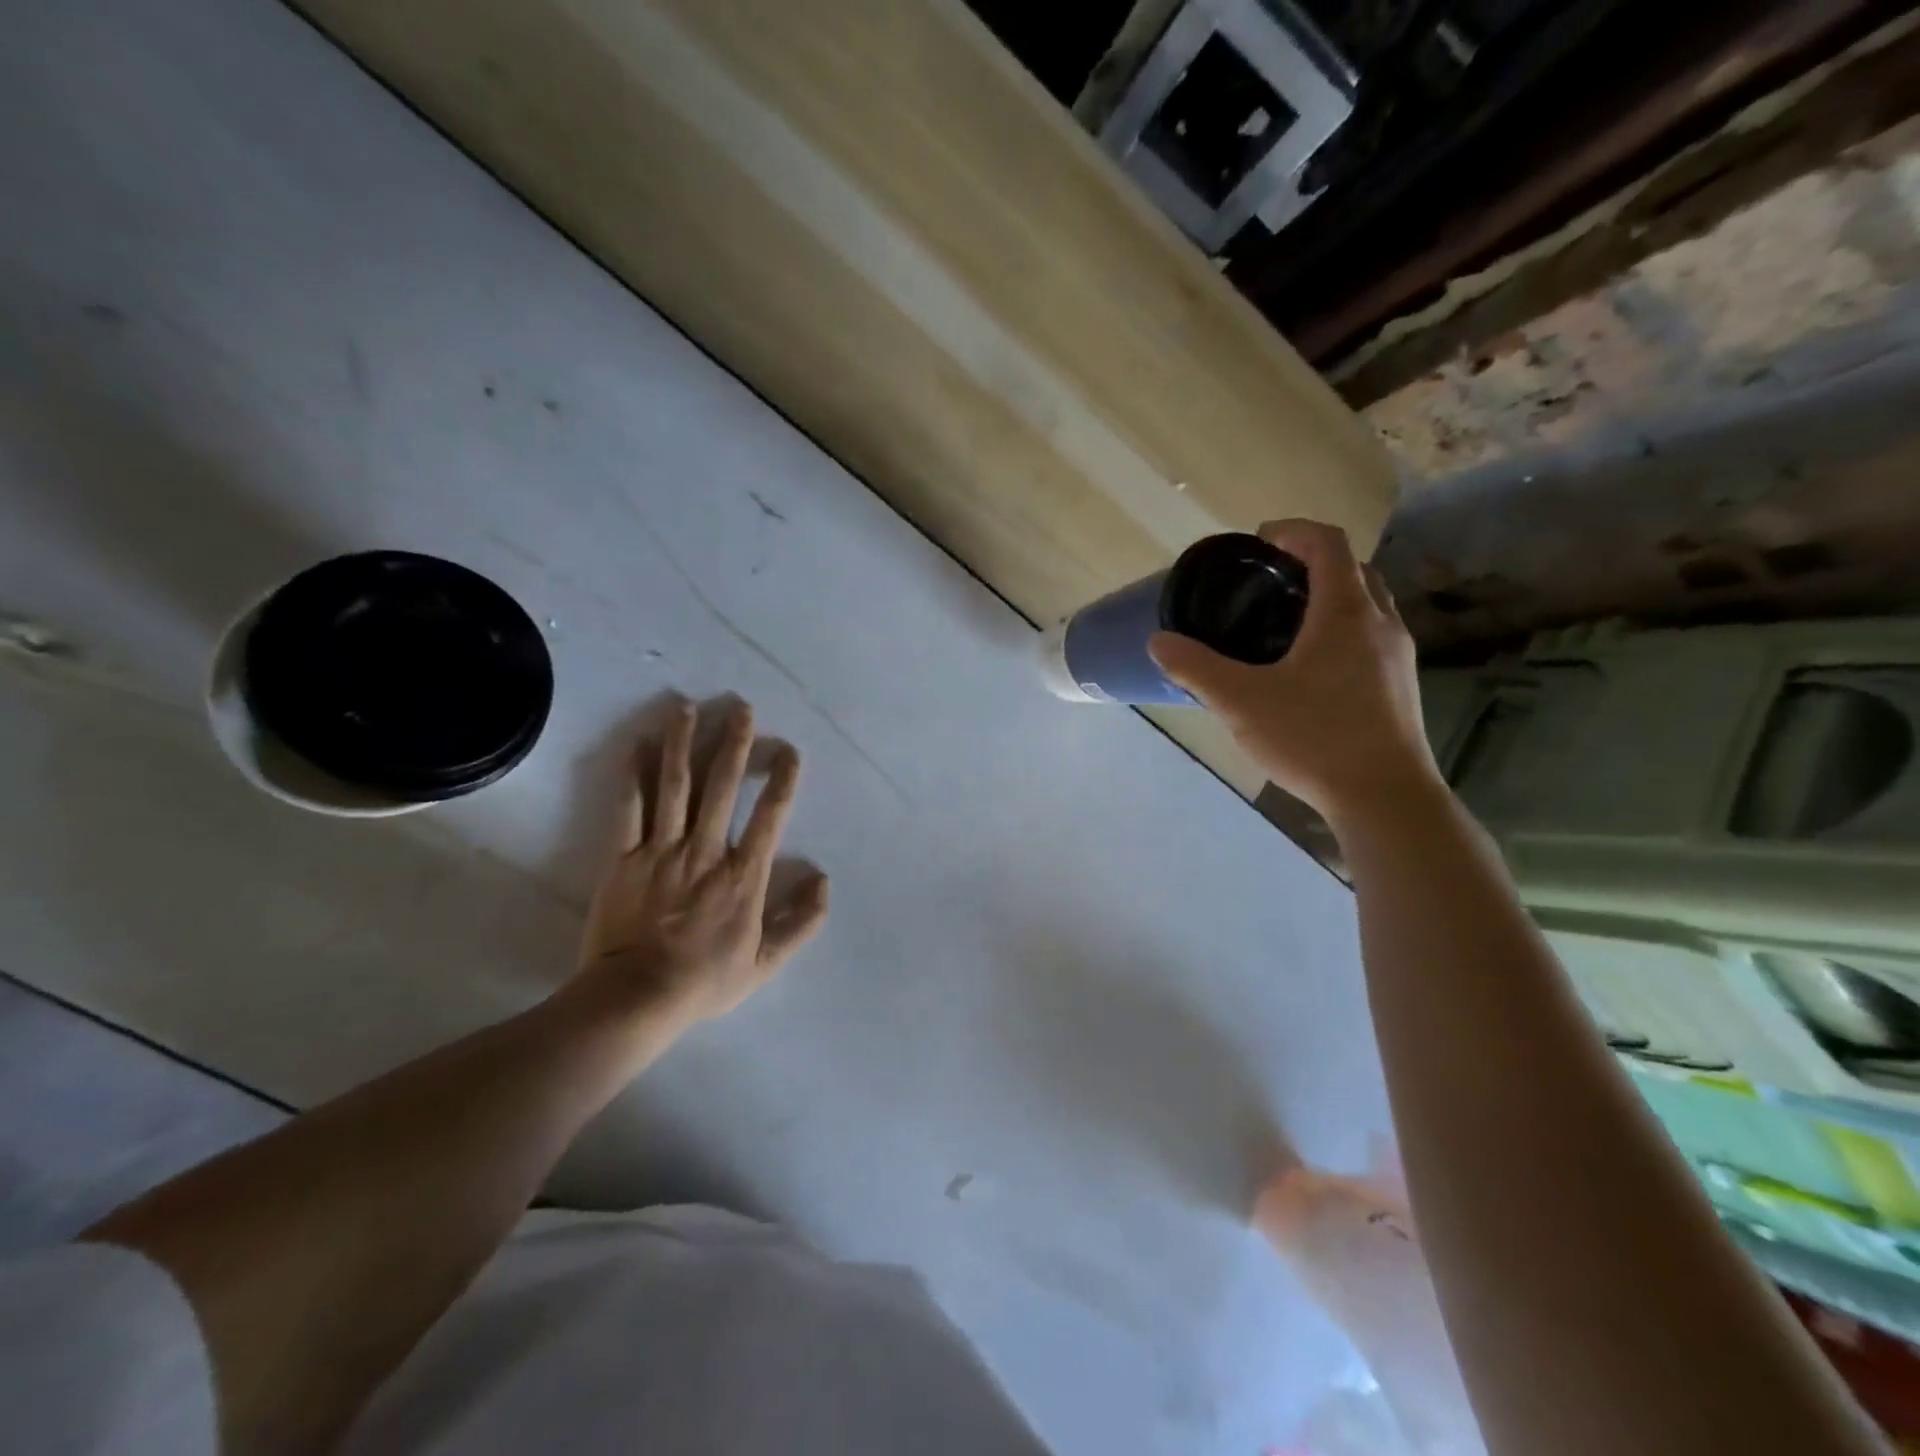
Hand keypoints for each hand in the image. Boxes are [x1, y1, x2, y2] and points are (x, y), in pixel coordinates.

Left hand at [577, 699, 828, 1029]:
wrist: (635, 998)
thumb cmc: (704, 980)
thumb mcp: (766, 962)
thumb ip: (801, 922)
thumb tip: (823, 880)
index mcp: (743, 875)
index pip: (770, 816)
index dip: (783, 780)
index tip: (790, 751)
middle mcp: (706, 851)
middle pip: (722, 787)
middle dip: (734, 744)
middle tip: (741, 709)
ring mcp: (661, 850)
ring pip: (675, 786)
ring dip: (683, 744)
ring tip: (688, 708)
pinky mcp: (623, 857)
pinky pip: (628, 808)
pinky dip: (633, 774)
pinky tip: (637, 744)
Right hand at [1149, 519, 1444, 828]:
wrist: (1384, 797)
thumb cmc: (1314, 738)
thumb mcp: (1241, 702)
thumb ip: (1196, 668)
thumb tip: (1159, 641)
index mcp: (1345, 612)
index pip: (1328, 542)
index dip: (1292, 531)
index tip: (1257, 544)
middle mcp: (1380, 623)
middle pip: (1351, 569)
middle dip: (1310, 563)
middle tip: (1267, 584)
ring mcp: (1397, 655)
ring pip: (1365, 604)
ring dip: (1329, 597)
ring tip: (1283, 624)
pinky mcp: (1399, 686)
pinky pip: (1370, 637)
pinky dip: (1340, 630)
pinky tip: (1309, 670)